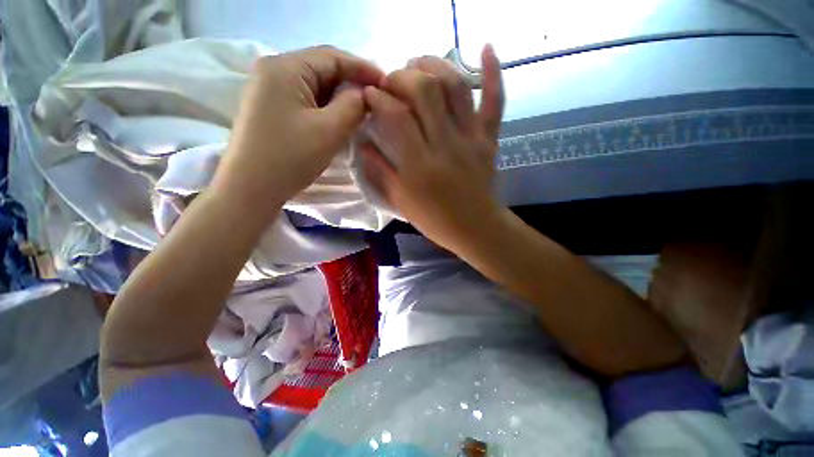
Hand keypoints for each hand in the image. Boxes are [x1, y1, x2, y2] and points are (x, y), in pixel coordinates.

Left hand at [212, 46, 383, 216]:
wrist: (251, 189)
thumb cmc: (290, 158)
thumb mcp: (329, 131)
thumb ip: (353, 106)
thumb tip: (367, 94)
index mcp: (285, 67)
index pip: (332, 57)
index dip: (363, 68)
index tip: (387, 83)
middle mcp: (273, 70)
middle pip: (322, 69)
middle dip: (352, 83)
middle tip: (376, 99)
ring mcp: (269, 90)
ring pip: (315, 86)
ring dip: (340, 97)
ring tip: (362, 110)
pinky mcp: (271, 108)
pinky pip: (306, 100)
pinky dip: (326, 107)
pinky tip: (339, 119)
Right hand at [361, 45, 504, 252]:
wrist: (475, 228)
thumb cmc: (435, 220)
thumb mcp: (401, 201)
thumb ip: (380, 171)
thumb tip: (364, 143)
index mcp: (419, 166)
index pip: (396, 116)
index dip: (378, 97)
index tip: (370, 94)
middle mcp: (445, 145)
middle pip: (425, 90)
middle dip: (402, 75)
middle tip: (392, 80)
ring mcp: (471, 139)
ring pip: (456, 86)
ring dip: (434, 65)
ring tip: (418, 64)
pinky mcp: (489, 139)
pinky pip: (495, 101)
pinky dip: (493, 72)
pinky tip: (486, 47)